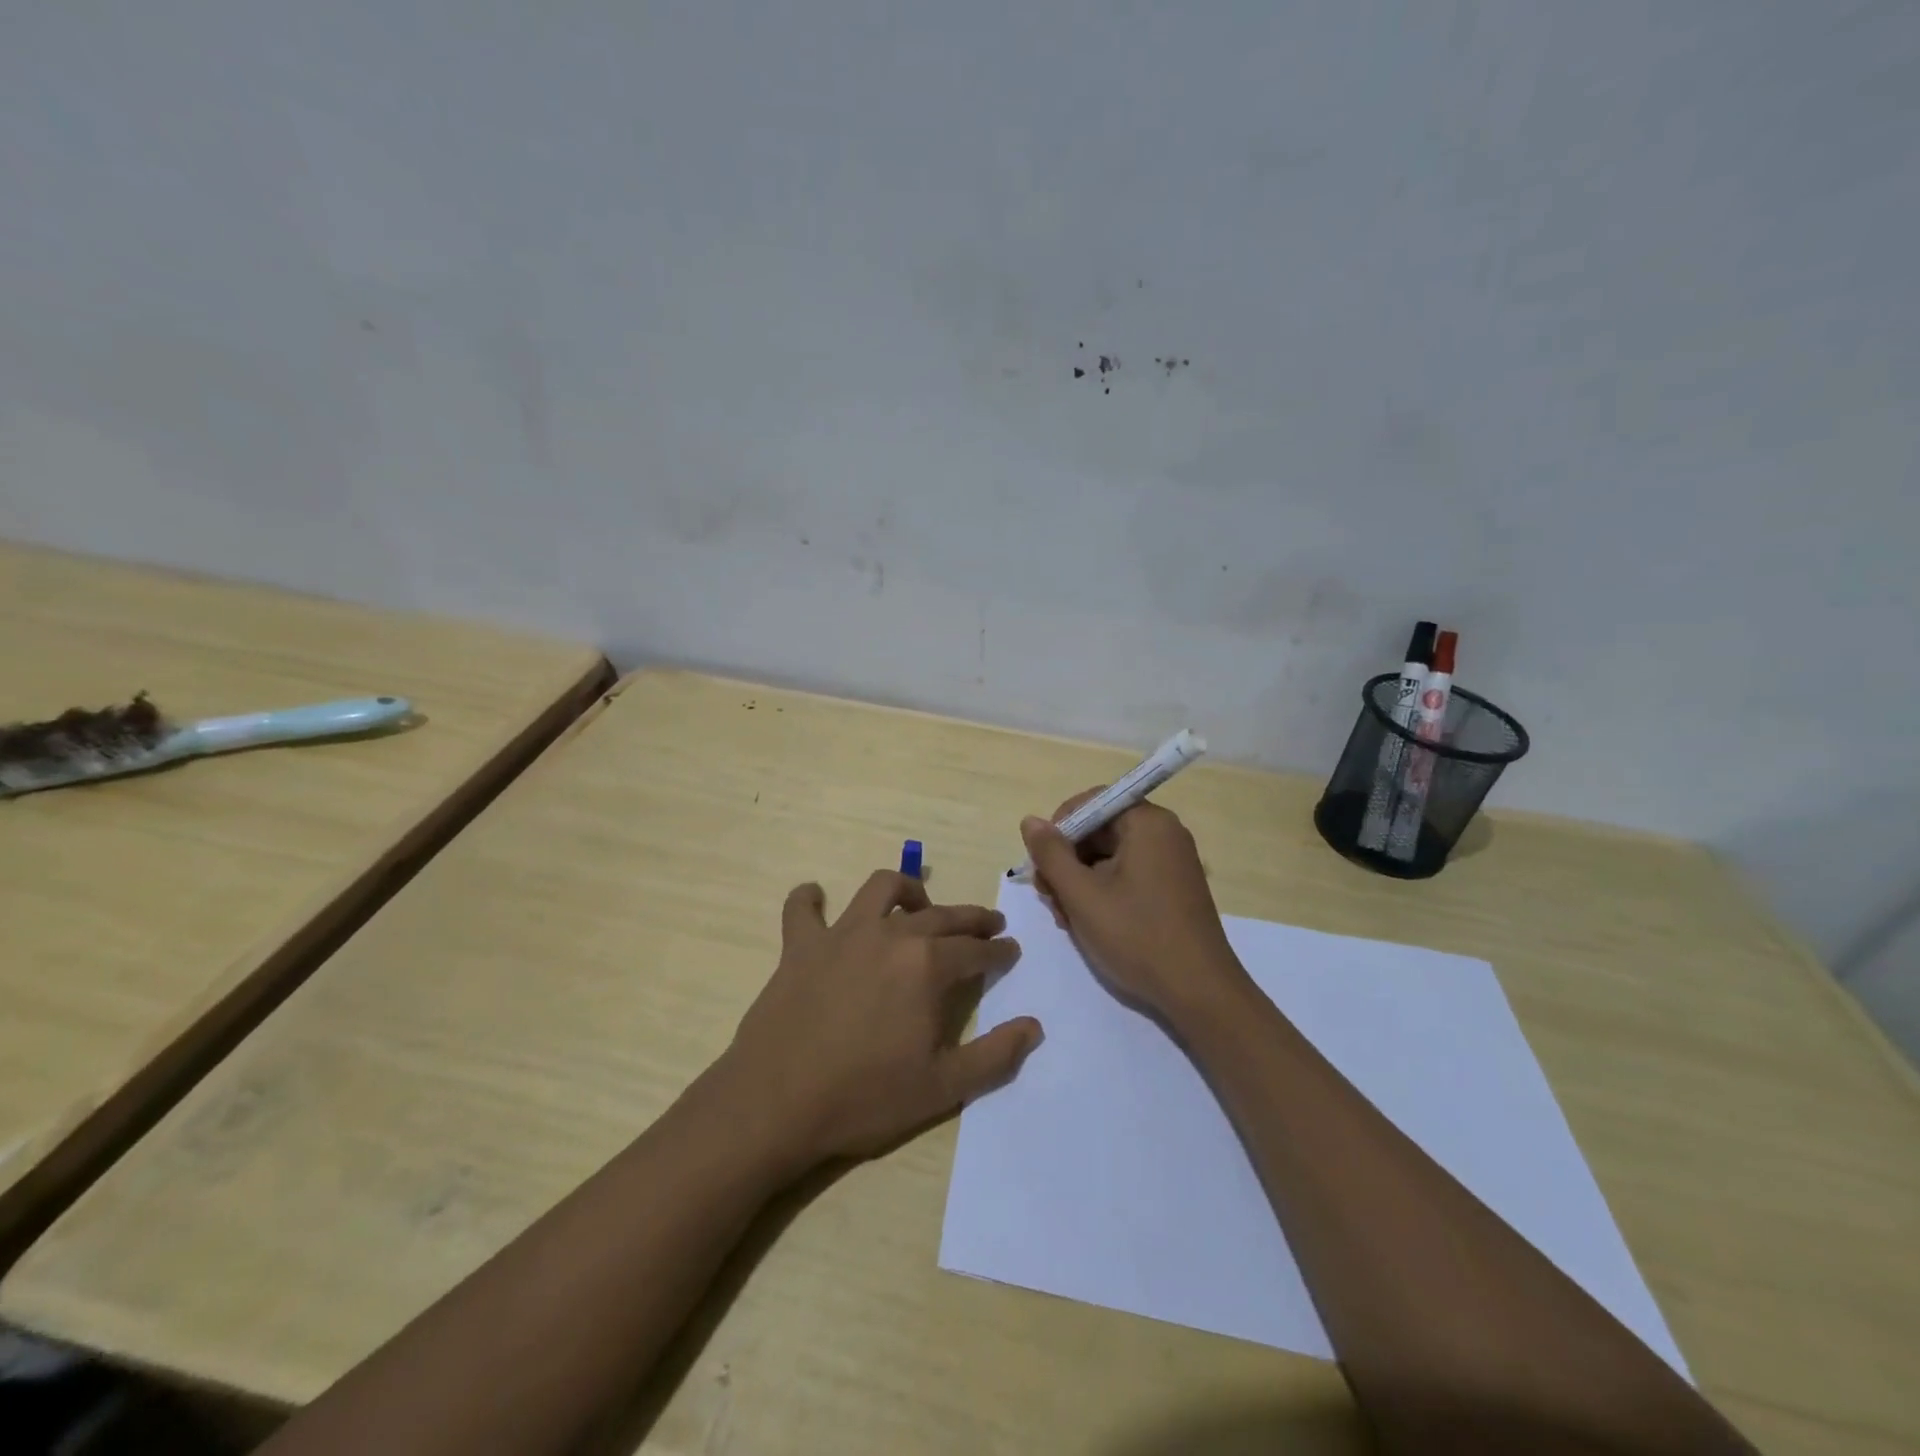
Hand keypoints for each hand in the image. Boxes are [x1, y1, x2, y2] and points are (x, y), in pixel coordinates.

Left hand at [717, 870, 1041, 1174]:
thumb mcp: (943, 1088)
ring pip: (881, 888)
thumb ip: (995, 1055)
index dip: (998, 951)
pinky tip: (816, 900)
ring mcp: (841, 934)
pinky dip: (810, 899)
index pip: (976, 949)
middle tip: (988, 925)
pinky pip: (802, 908)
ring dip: (906, 890)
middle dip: (971, 918)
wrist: (777, 1104)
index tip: (1010, 951)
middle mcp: (890, 934)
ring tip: (917, 905)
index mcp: (927, 965)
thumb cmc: (866, 1097)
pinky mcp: (800, 945)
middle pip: (941, 915)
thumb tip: (1034, 1026)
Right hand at [1020, 796, 1251, 1023]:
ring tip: (1065, 918)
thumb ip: (1051, 854)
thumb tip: (1030, 821)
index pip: (1092, 802)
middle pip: (1100, 829)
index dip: (1060, 826)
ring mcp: (1172, 861)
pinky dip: (1103, 890)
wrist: (1199, 992)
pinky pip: (1128, 873)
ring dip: (1080, 880)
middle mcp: (1164, 833)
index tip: (1042, 861)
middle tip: (1048, 896)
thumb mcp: (1082, 895)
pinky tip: (1088, 921)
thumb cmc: (1137, 937)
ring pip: (1110, 855)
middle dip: (1068, 860)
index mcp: (1148, 823)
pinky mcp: (1173, 887)